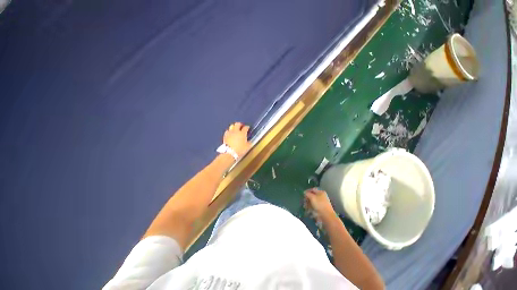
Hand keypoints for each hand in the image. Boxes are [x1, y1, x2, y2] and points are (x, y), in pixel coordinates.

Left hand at [223, 122, 251, 157]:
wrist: (229, 152)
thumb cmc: (240, 150)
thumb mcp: (247, 147)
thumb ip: (249, 143)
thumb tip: (249, 141)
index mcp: (242, 133)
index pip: (245, 128)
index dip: (247, 127)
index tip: (248, 128)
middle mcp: (236, 131)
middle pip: (237, 124)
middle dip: (240, 124)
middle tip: (241, 126)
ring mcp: (230, 133)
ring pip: (232, 126)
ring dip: (234, 126)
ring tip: (235, 129)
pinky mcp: (225, 135)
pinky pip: (227, 131)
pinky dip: (229, 131)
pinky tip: (230, 133)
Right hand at [304, 188, 335, 221]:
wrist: (326, 216)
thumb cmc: (319, 204)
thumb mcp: (312, 197)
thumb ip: (307, 193)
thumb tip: (304, 192)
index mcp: (321, 192)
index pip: (313, 189)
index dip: (307, 191)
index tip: (303, 194)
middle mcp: (322, 196)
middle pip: (312, 195)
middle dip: (307, 198)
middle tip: (304, 201)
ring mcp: (321, 203)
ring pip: (312, 201)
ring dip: (308, 203)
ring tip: (305, 207)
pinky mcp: (321, 208)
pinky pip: (314, 206)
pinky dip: (310, 207)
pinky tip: (308, 210)